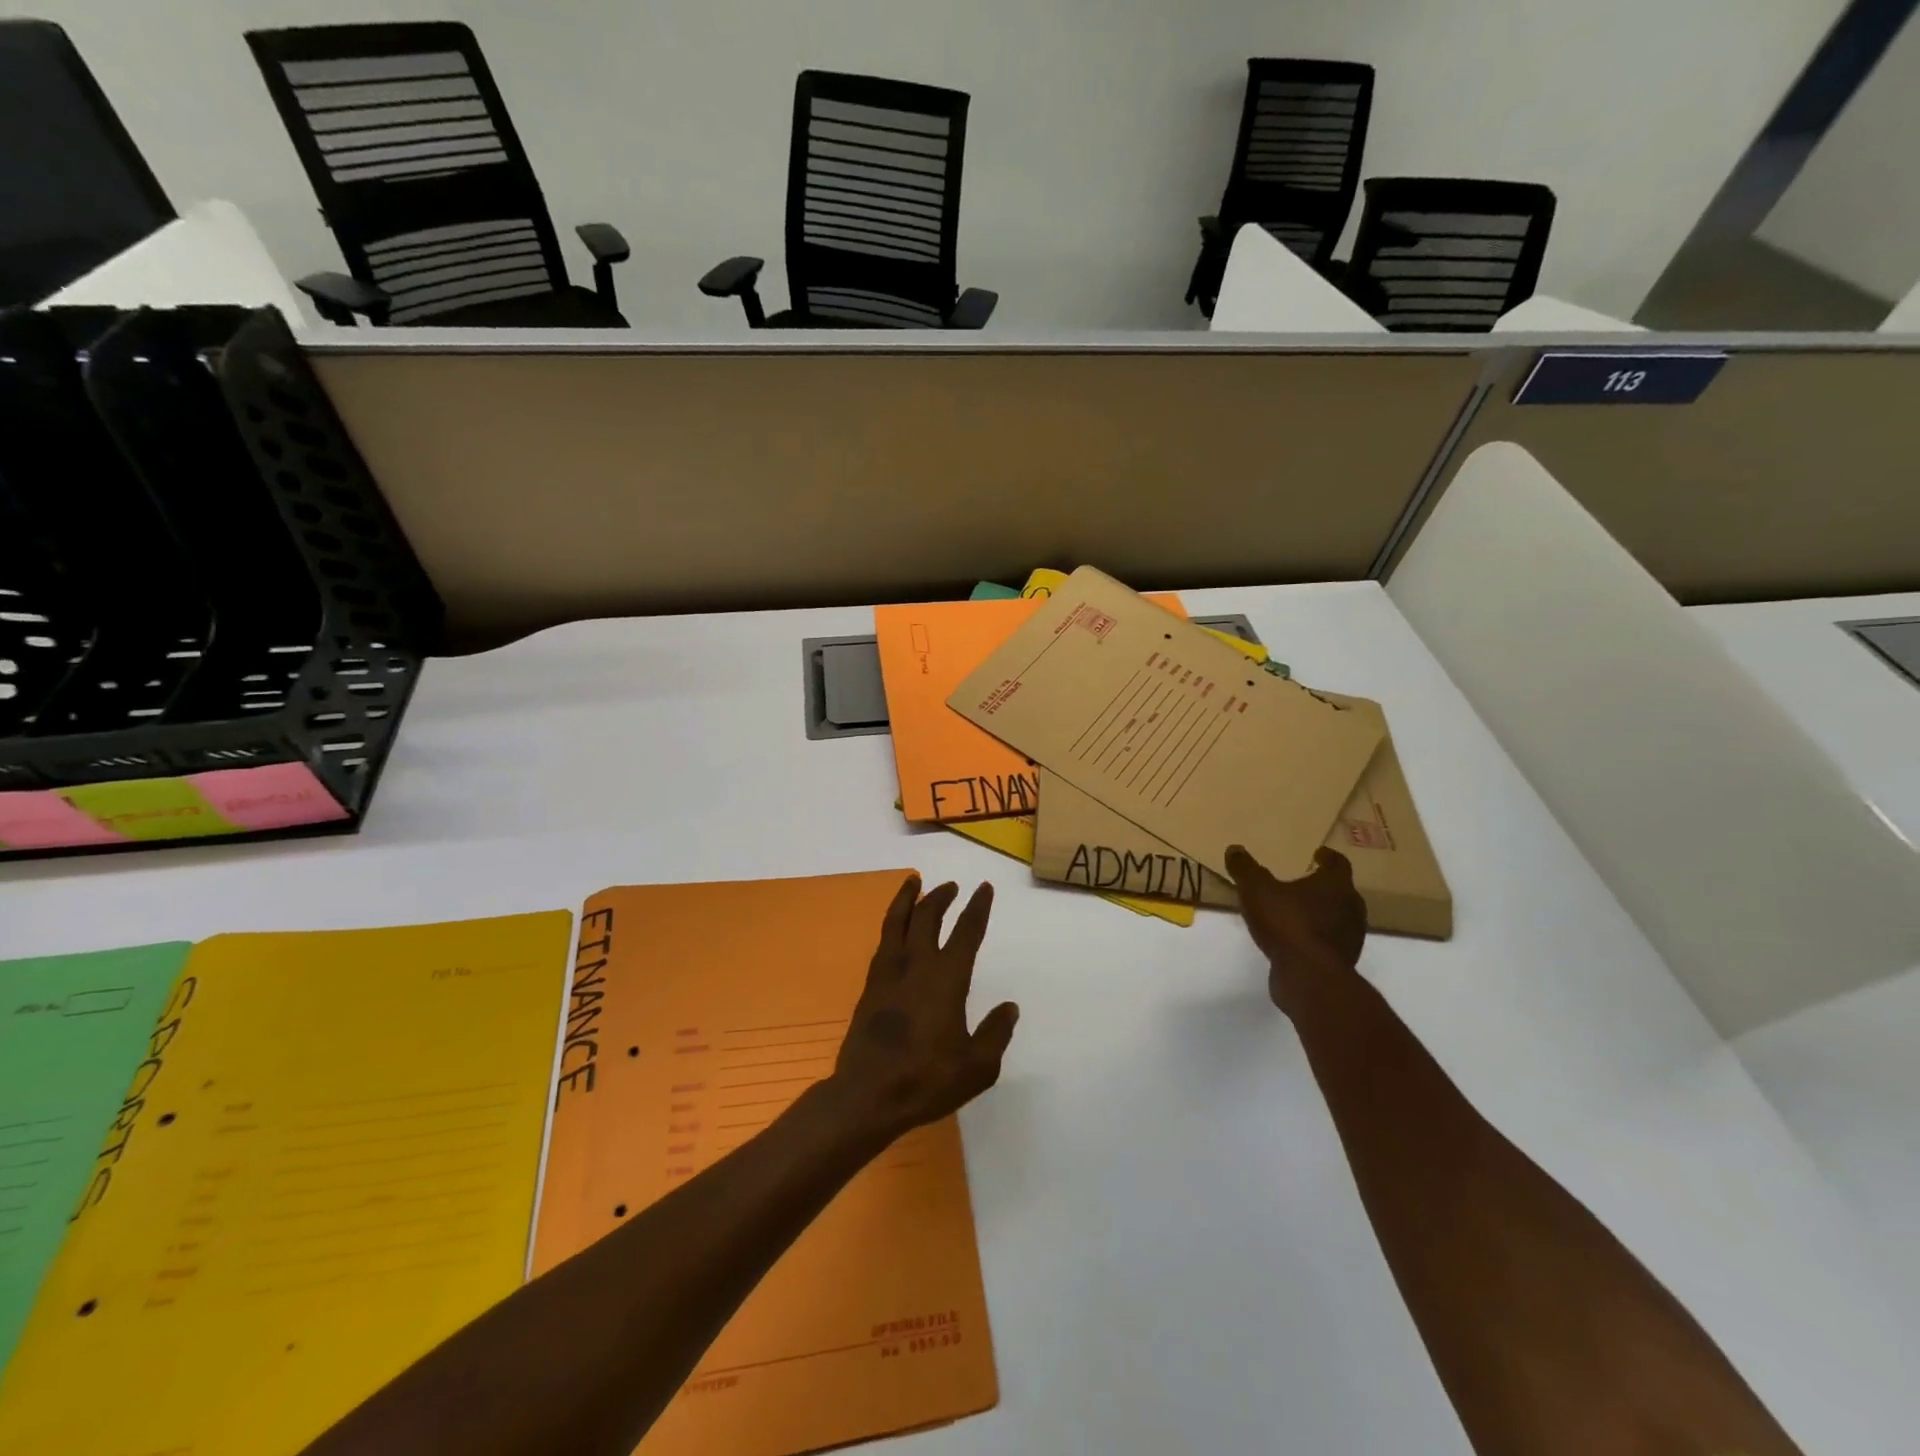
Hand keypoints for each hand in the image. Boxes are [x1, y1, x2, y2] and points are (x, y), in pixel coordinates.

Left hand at [828, 875, 1019, 1143]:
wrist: (867, 1095)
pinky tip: (896, 925)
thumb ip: (995, 1034)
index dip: (977, 908)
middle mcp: (917, 966)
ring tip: (915, 881)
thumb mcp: (977, 1067)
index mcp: (946, 979)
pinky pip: (884, 940)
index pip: (966, 932)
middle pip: (928, 917)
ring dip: (909, 898)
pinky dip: (892, 922)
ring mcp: (889, 973)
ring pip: (898, 921)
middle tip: (952, 886)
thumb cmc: (926, 1080)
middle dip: (942, 897)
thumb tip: (1009, 1008)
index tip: (984, 888)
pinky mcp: (871, 985)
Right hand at [1225, 845, 1366, 1014]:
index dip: (1327, 857)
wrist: (1309, 977)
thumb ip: (1245, 868)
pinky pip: (1328, 941)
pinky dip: (1314, 936)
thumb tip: (1234, 849)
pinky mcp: (1342, 961)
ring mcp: (1350, 937)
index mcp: (1335, 885)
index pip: (1338, 863)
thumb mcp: (1255, 889)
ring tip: (1295, 912)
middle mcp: (1351, 907)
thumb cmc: (1286, 923)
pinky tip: (1294, 939)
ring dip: (1320, 912)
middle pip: (1340, 890)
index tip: (1317, 855)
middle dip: (1322, 886)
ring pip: (1337, 917)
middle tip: (1303, 882)